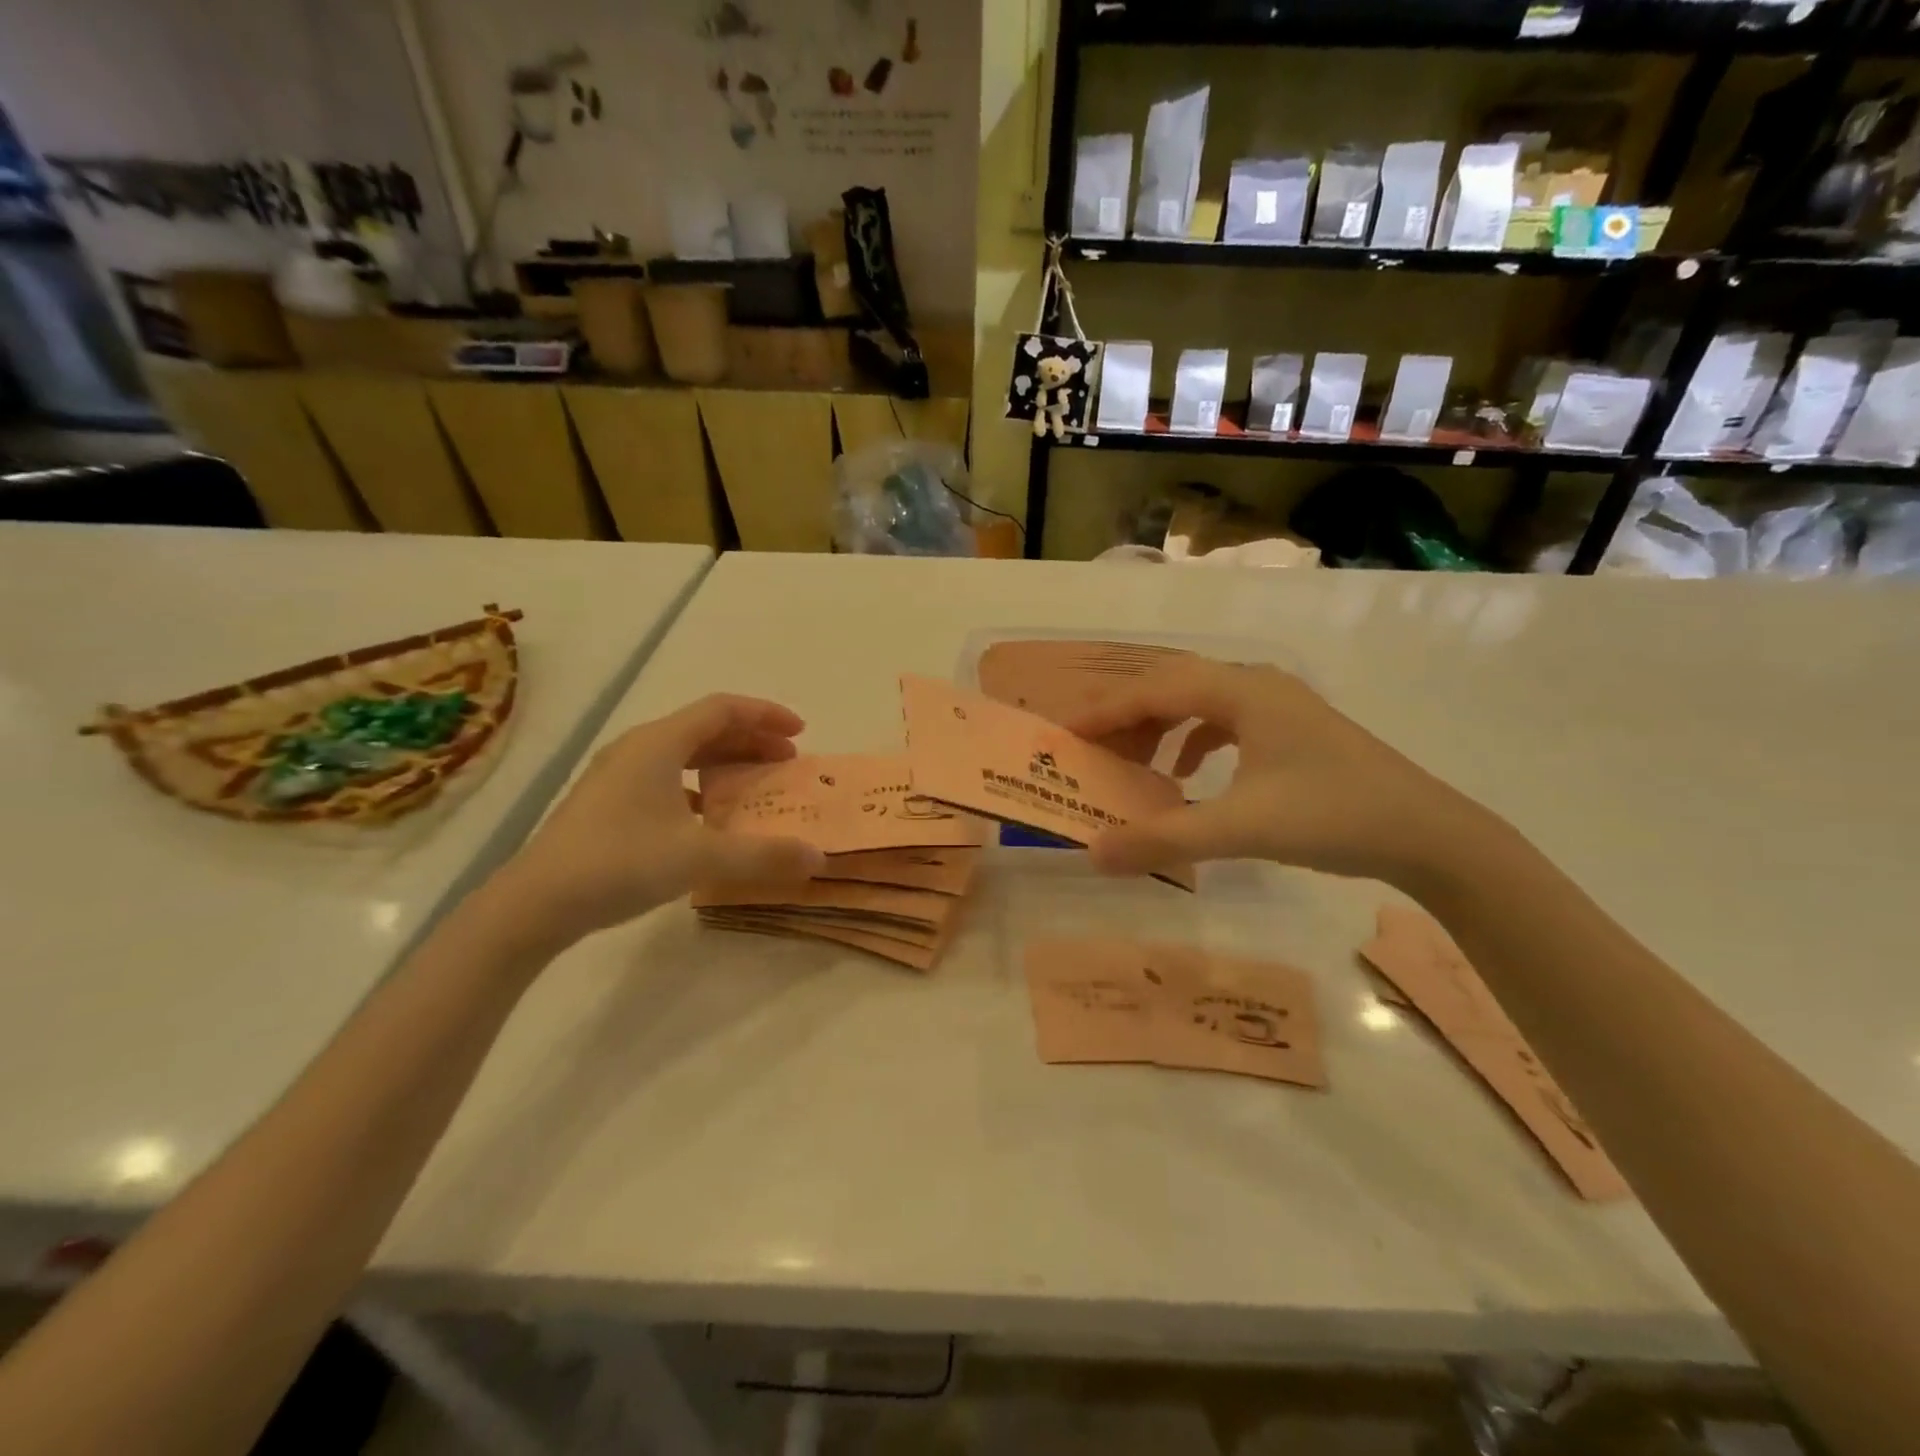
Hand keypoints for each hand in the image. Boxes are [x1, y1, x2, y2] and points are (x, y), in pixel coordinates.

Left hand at [486, 695, 825, 953]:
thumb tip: (818, 857)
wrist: (534, 903)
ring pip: (684, 753)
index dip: (766, 714)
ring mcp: (618, 775)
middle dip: (752, 739)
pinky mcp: (608, 802)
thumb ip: (763, 856)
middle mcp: (638, 748)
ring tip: (755, 784)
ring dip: (725, 762)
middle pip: (705, 728)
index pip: (723, 709)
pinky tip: (710, 815)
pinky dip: (699, 785)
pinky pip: (666, 777)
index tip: (801, 732)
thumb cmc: (619, 863)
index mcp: (659, 743)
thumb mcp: (699, 858)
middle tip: (787, 761)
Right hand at [1068, 658, 1476, 885]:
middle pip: (1172, 688)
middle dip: (1127, 718)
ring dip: (1159, 729)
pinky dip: (1192, 742)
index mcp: (1242, 691)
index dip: (1104, 711)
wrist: (1430, 834)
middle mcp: (1256, 685)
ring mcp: (1278, 706)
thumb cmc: (1334, 817)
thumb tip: (1094, 853)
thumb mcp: (1241, 829)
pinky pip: (1224, 722)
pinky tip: (1185, 775)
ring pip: (1198, 704)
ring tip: (1133, 765)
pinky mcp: (1292, 730)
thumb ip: (1164, 839)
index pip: (1154, 689)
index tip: (1064, 735)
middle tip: (1091, 752)